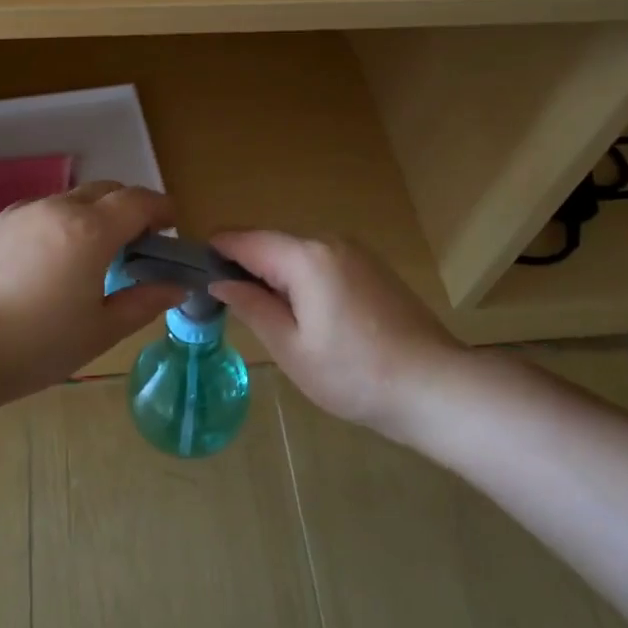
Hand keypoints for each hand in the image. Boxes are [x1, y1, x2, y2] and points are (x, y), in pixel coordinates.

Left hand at [0, 182, 182, 404]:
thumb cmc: (34, 346)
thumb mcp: (100, 331)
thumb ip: (143, 302)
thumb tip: (175, 286)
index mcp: (91, 231)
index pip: (139, 201)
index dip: (162, 209)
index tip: (170, 229)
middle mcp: (56, 209)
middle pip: (105, 190)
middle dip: (129, 208)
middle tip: (134, 246)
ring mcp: (19, 213)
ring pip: (68, 200)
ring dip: (91, 216)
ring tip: (87, 257)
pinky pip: (37, 213)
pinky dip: (56, 225)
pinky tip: (45, 263)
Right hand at [210, 231, 461, 431]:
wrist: (435, 387)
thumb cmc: (354, 374)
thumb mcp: (290, 347)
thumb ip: (252, 306)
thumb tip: (220, 280)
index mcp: (306, 256)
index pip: (246, 240)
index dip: (216, 251)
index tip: (192, 270)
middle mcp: (331, 241)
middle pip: (272, 245)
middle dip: (246, 267)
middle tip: (226, 305)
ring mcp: (357, 253)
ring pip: (298, 255)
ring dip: (275, 276)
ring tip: (264, 317)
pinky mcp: (373, 269)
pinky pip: (323, 264)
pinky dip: (303, 281)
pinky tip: (306, 317)